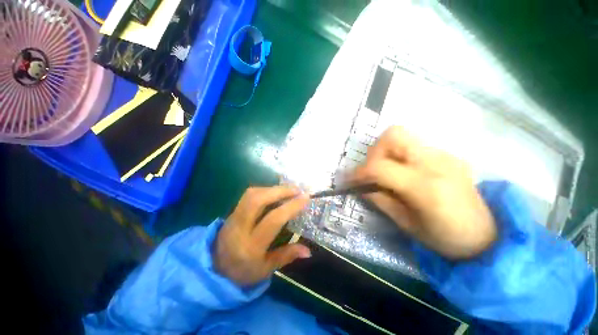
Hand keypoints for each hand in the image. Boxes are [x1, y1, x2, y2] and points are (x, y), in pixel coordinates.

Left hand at [214, 186, 311, 285]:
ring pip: (251, 194)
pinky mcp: (232, 212)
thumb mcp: (265, 270)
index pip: (273, 219)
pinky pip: (249, 195)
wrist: (213, 270)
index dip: (291, 206)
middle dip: (279, 191)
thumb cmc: (242, 273)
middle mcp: (240, 227)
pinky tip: (274, 193)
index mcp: (251, 246)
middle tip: (297, 189)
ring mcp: (233, 217)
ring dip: (272, 188)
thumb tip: (308, 250)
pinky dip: (264, 190)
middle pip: (257, 200)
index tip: (305, 198)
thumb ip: (286, 256)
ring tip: (288, 190)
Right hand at [349, 126, 496, 259]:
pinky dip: (399, 156)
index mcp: (426, 187)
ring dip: (385, 152)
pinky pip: (413, 146)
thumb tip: (362, 187)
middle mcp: (436, 163)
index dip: (359, 172)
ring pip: (402, 136)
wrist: (489, 235)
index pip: (381, 167)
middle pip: (393, 135)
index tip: (350, 180)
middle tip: (372, 171)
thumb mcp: (406, 224)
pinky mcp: (447, 155)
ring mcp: (444, 155)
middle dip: (375, 151)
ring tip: (386, 173)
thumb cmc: (445, 238)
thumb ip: (381, 200)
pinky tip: (403, 174)